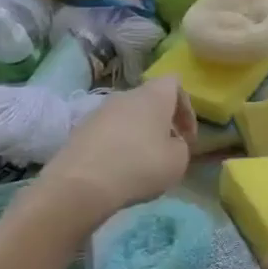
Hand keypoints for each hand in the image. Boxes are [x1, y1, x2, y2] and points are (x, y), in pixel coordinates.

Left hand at [39, 76, 195, 216]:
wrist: (81, 184)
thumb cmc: (140, 166)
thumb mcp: (178, 161)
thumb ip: (181, 146)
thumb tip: (170, 143)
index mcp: (153, 96)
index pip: (174, 84)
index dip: (186, 109)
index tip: (187, 137)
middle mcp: (125, 96)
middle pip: (149, 101)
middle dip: (161, 123)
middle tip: (167, 149)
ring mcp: (98, 111)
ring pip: (128, 117)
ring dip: (139, 134)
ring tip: (143, 162)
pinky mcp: (80, 130)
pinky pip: (108, 132)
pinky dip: (118, 145)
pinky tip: (119, 169)